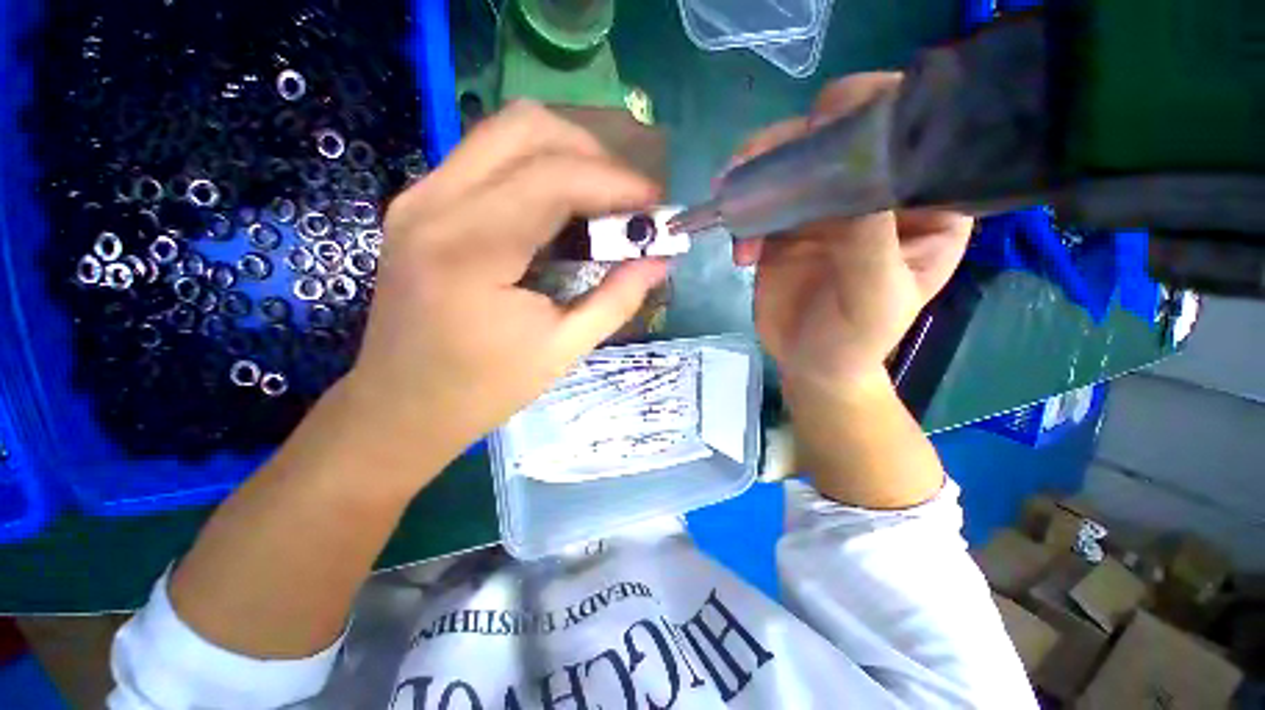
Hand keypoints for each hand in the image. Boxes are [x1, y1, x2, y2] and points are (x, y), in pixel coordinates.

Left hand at [339, 101, 667, 468]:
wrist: (401, 406)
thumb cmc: (483, 388)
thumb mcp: (562, 350)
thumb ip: (617, 299)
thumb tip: (660, 261)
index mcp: (471, 251)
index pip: (555, 178)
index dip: (617, 182)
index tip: (656, 203)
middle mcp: (435, 204)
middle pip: (526, 127)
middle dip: (592, 154)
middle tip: (626, 199)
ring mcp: (419, 197)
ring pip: (505, 132)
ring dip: (566, 155)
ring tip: (601, 201)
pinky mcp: (420, 204)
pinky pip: (488, 157)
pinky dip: (536, 169)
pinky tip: (560, 210)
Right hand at [730, 73, 972, 392]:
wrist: (811, 366)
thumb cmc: (856, 340)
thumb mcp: (874, 298)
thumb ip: (868, 242)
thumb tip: (850, 171)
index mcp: (925, 203)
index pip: (912, 133)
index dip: (874, 108)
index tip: (827, 120)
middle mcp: (877, 194)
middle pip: (840, 136)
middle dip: (794, 139)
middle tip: (755, 161)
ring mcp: (828, 208)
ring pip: (793, 162)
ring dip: (755, 173)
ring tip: (728, 195)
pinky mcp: (788, 227)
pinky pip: (762, 202)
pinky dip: (742, 218)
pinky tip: (740, 253)